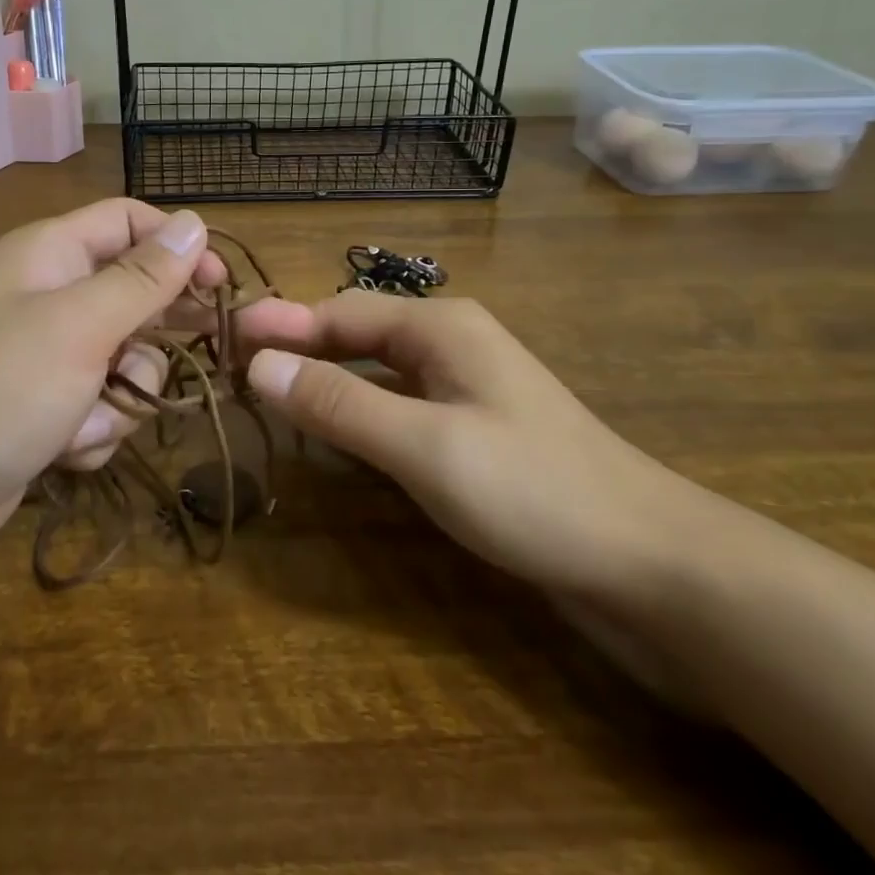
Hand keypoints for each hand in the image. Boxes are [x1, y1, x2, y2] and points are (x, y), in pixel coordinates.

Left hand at [0, 199, 226, 591]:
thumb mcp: (80, 325)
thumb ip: (144, 276)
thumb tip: (195, 221)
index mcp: (48, 254)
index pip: (128, 222)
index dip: (177, 246)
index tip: (220, 287)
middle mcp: (46, 296)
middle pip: (132, 293)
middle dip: (152, 335)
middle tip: (181, 358)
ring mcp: (43, 357)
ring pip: (123, 359)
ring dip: (120, 396)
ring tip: (87, 420)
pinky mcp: (42, 409)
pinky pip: (99, 406)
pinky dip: (94, 430)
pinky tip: (65, 450)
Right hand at [238, 291, 707, 610]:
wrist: (651, 562)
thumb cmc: (533, 491)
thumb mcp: (423, 445)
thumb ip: (339, 403)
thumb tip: (257, 364)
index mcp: (440, 327)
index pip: (338, 312)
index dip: (280, 324)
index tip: (224, 336)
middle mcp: (450, 343)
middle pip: (356, 332)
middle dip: (297, 345)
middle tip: (236, 366)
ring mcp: (466, 386)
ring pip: (376, 368)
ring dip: (324, 375)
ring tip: (270, 391)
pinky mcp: (474, 427)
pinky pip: (398, 402)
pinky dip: (357, 406)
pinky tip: (335, 429)